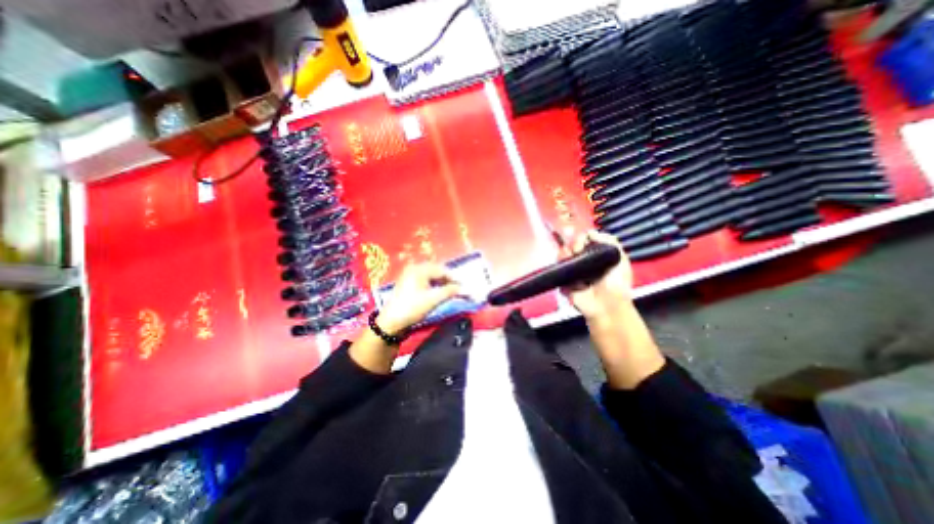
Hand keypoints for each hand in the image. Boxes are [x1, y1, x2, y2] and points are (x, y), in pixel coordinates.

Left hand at [375, 264, 458, 333]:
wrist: (391, 322)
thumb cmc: (412, 308)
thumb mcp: (433, 299)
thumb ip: (449, 291)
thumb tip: (463, 288)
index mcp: (419, 269)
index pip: (441, 270)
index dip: (454, 278)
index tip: (463, 285)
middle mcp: (414, 268)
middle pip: (436, 270)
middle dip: (447, 279)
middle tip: (457, 288)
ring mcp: (409, 274)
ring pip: (430, 275)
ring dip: (440, 282)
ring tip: (449, 290)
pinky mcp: (407, 282)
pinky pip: (424, 279)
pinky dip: (433, 284)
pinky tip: (437, 291)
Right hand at [560, 229, 635, 320]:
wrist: (605, 306)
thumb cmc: (616, 284)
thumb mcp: (620, 259)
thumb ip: (609, 242)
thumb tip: (591, 232)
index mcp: (596, 254)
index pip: (583, 239)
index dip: (581, 237)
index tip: (583, 241)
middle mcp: (583, 260)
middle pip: (571, 245)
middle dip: (572, 245)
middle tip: (576, 251)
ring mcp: (573, 270)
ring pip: (562, 256)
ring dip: (564, 256)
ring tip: (571, 261)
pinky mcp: (564, 280)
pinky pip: (557, 270)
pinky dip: (560, 270)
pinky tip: (567, 271)